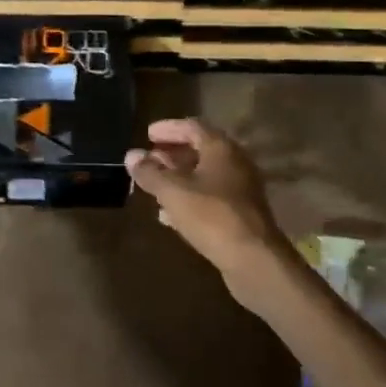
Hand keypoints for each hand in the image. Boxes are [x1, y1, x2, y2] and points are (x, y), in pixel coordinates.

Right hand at [125, 118, 292, 310]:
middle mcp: (235, 163)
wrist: (254, 260)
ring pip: (205, 175)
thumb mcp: (173, 192)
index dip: (168, 128)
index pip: (192, 127)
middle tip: (149, 159)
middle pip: (200, 150)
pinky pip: (210, 198)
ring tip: (154, 185)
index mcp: (221, 149)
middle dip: (172, 153)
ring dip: (179, 177)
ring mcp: (241, 190)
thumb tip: (131, 155)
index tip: (147, 134)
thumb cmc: (211, 216)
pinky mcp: (241, 215)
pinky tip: (169, 214)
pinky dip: (189, 198)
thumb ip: (150, 172)